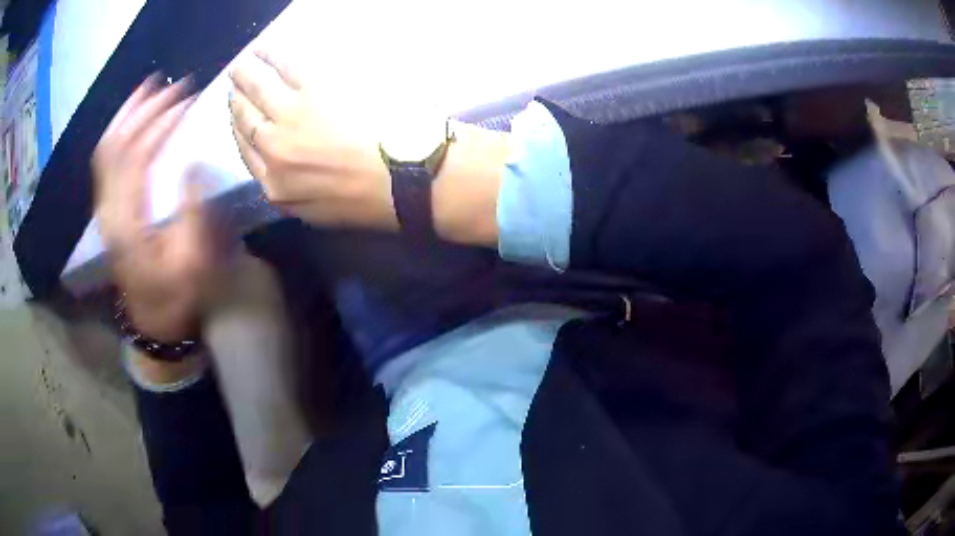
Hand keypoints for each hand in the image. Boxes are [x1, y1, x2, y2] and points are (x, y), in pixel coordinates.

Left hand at [94, 75, 210, 342]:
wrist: (152, 320)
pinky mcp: (106, 207)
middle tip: (175, 86)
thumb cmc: (175, 295)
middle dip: (145, 109)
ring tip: (151, 85)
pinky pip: (105, 160)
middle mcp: (108, 209)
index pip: (136, 157)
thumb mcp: (192, 261)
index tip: (187, 102)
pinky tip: (132, 116)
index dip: (160, 124)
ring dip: (127, 113)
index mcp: (127, 223)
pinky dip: (117, 131)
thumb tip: (191, 164)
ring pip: (106, 148)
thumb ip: (191, 212)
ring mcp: (104, 207)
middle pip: (116, 145)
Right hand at [229, 50, 396, 229]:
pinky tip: (266, 48)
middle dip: (237, 96)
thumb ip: (289, 189)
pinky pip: (287, 66)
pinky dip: (273, 55)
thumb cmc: (370, 200)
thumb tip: (278, 167)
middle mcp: (274, 149)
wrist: (408, 178)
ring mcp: (292, 115)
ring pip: (259, 88)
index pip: (246, 148)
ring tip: (245, 60)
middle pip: (246, 117)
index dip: (238, 125)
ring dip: (247, 71)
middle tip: (235, 79)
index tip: (235, 108)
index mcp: (274, 185)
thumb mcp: (318, 213)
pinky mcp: (317, 87)